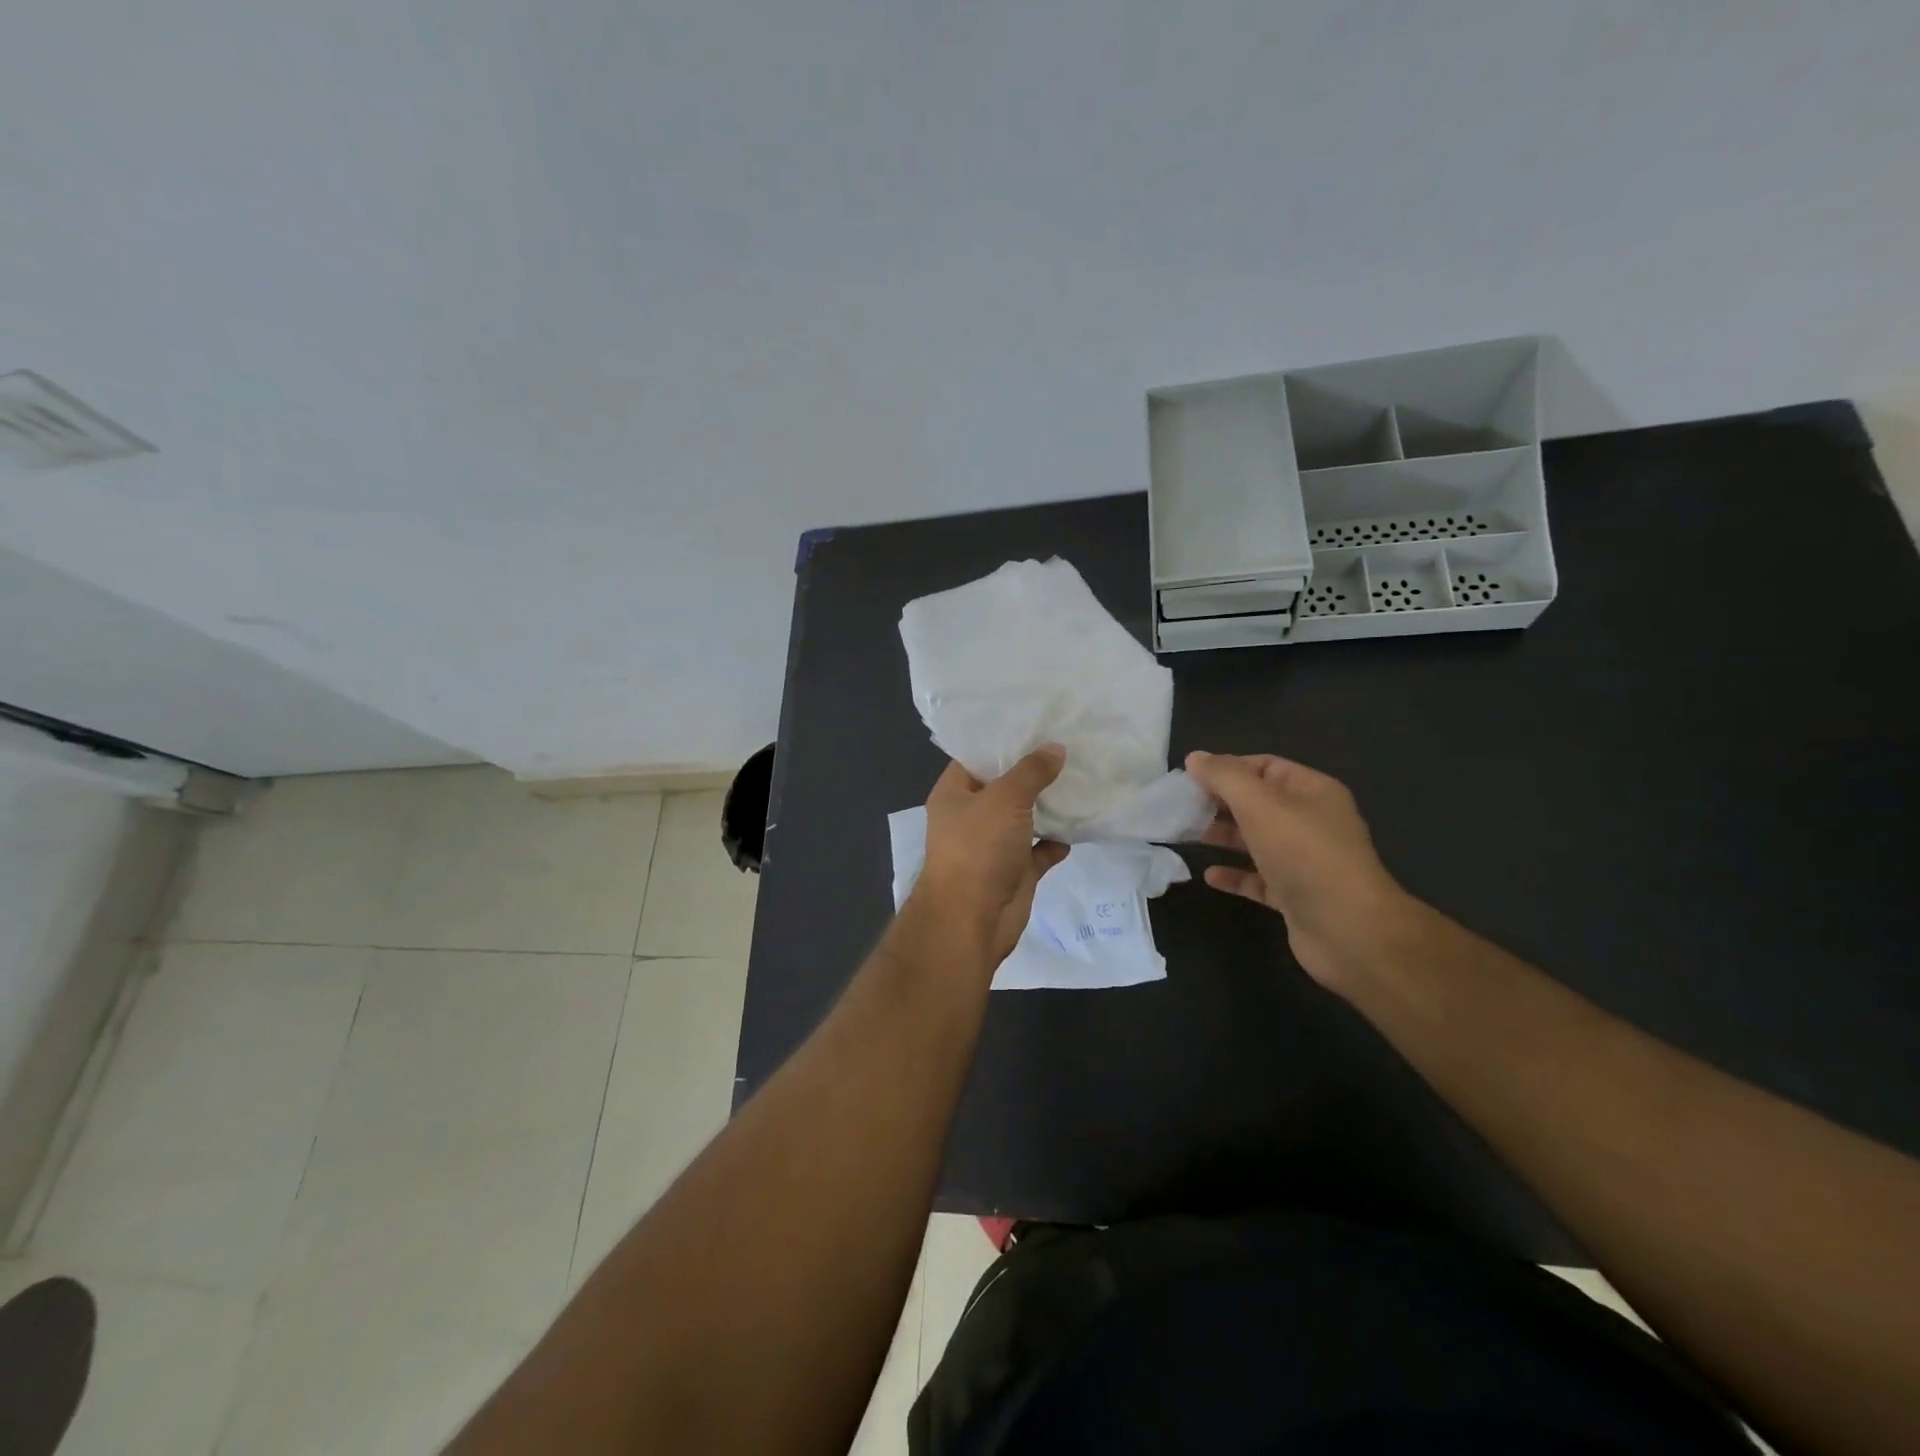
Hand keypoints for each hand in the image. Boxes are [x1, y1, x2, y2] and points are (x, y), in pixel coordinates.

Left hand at [912, 747, 1070, 966]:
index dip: (1003, 741)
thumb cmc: (978, 848)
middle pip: (1005, 787)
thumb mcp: (1004, 799)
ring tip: (1082, 779)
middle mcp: (971, 817)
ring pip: (1025, 819)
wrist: (972, 919)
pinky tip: (1080, 826)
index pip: (976, 758)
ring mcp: (993, 846)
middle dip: (1033, 772)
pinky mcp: (1015, 872)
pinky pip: (1040, 850)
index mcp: (954, 794)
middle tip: (1069, 745)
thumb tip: (1055, 748)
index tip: (1036, 723)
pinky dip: (1057, 841)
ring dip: (1049, 806)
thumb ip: (1030, 771)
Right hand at [1185, 750, 1411, 990]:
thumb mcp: (1259, 804)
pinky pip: (1259, 878)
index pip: (1265, 766)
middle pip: (1258, 803)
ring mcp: (1305, 861)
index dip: (1228, 768)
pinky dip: (1235, 874)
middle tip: (1181, 808)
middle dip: (1220, 803)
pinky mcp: (1295, 895)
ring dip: (1223, 837)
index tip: (1190, 778)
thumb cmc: (1304, 854)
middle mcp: (1311, 822)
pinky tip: (1210, 875)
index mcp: (1312, 791)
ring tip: (1186, 836)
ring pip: (1256, 841)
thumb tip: (1195, 757)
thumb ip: (1225, 777)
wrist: (1348, 929)